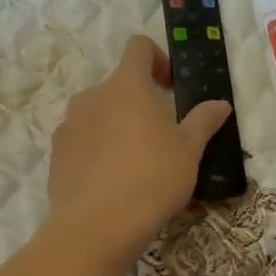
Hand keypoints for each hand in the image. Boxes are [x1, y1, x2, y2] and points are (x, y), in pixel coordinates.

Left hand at [48, 35, 232, 263]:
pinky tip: (111, 180)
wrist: (96, 228)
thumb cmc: (152, 178)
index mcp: (126, 86)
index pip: (138, 47)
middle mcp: (92, 96)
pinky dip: (96, 149)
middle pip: (118, 85)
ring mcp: (69, 125)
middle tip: (160, 134)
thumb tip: (220, 103)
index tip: (171, 86)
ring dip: (116, 125)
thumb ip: (204, 121)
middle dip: (138, 101)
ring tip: (134, 161)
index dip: (157, 58)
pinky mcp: (56, 154)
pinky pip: (81, 139)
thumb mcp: (189, 150)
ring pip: (97, 113)